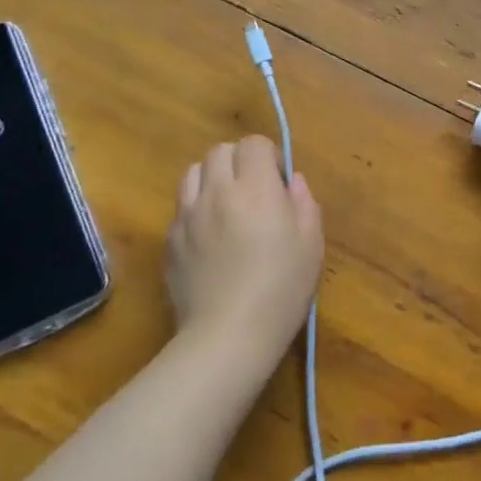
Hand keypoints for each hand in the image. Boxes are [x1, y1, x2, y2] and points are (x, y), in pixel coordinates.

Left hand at [166, 136, 322, 363]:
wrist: (227, 336)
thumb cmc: (281, 289)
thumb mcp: (311, 245)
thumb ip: (304, 203)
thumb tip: (292, 182)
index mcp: (255, 188)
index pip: (253, 144)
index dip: (268, 156)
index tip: (278, 183)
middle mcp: (217, 192)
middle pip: (220, 151)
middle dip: (239, 162)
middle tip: (254, 191)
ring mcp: (187, 216)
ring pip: (192, 173)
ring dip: (212, 179)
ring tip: (226, 207)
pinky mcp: (169, 242)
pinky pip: (181, 209)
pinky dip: (196, 210)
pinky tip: (209, 240)